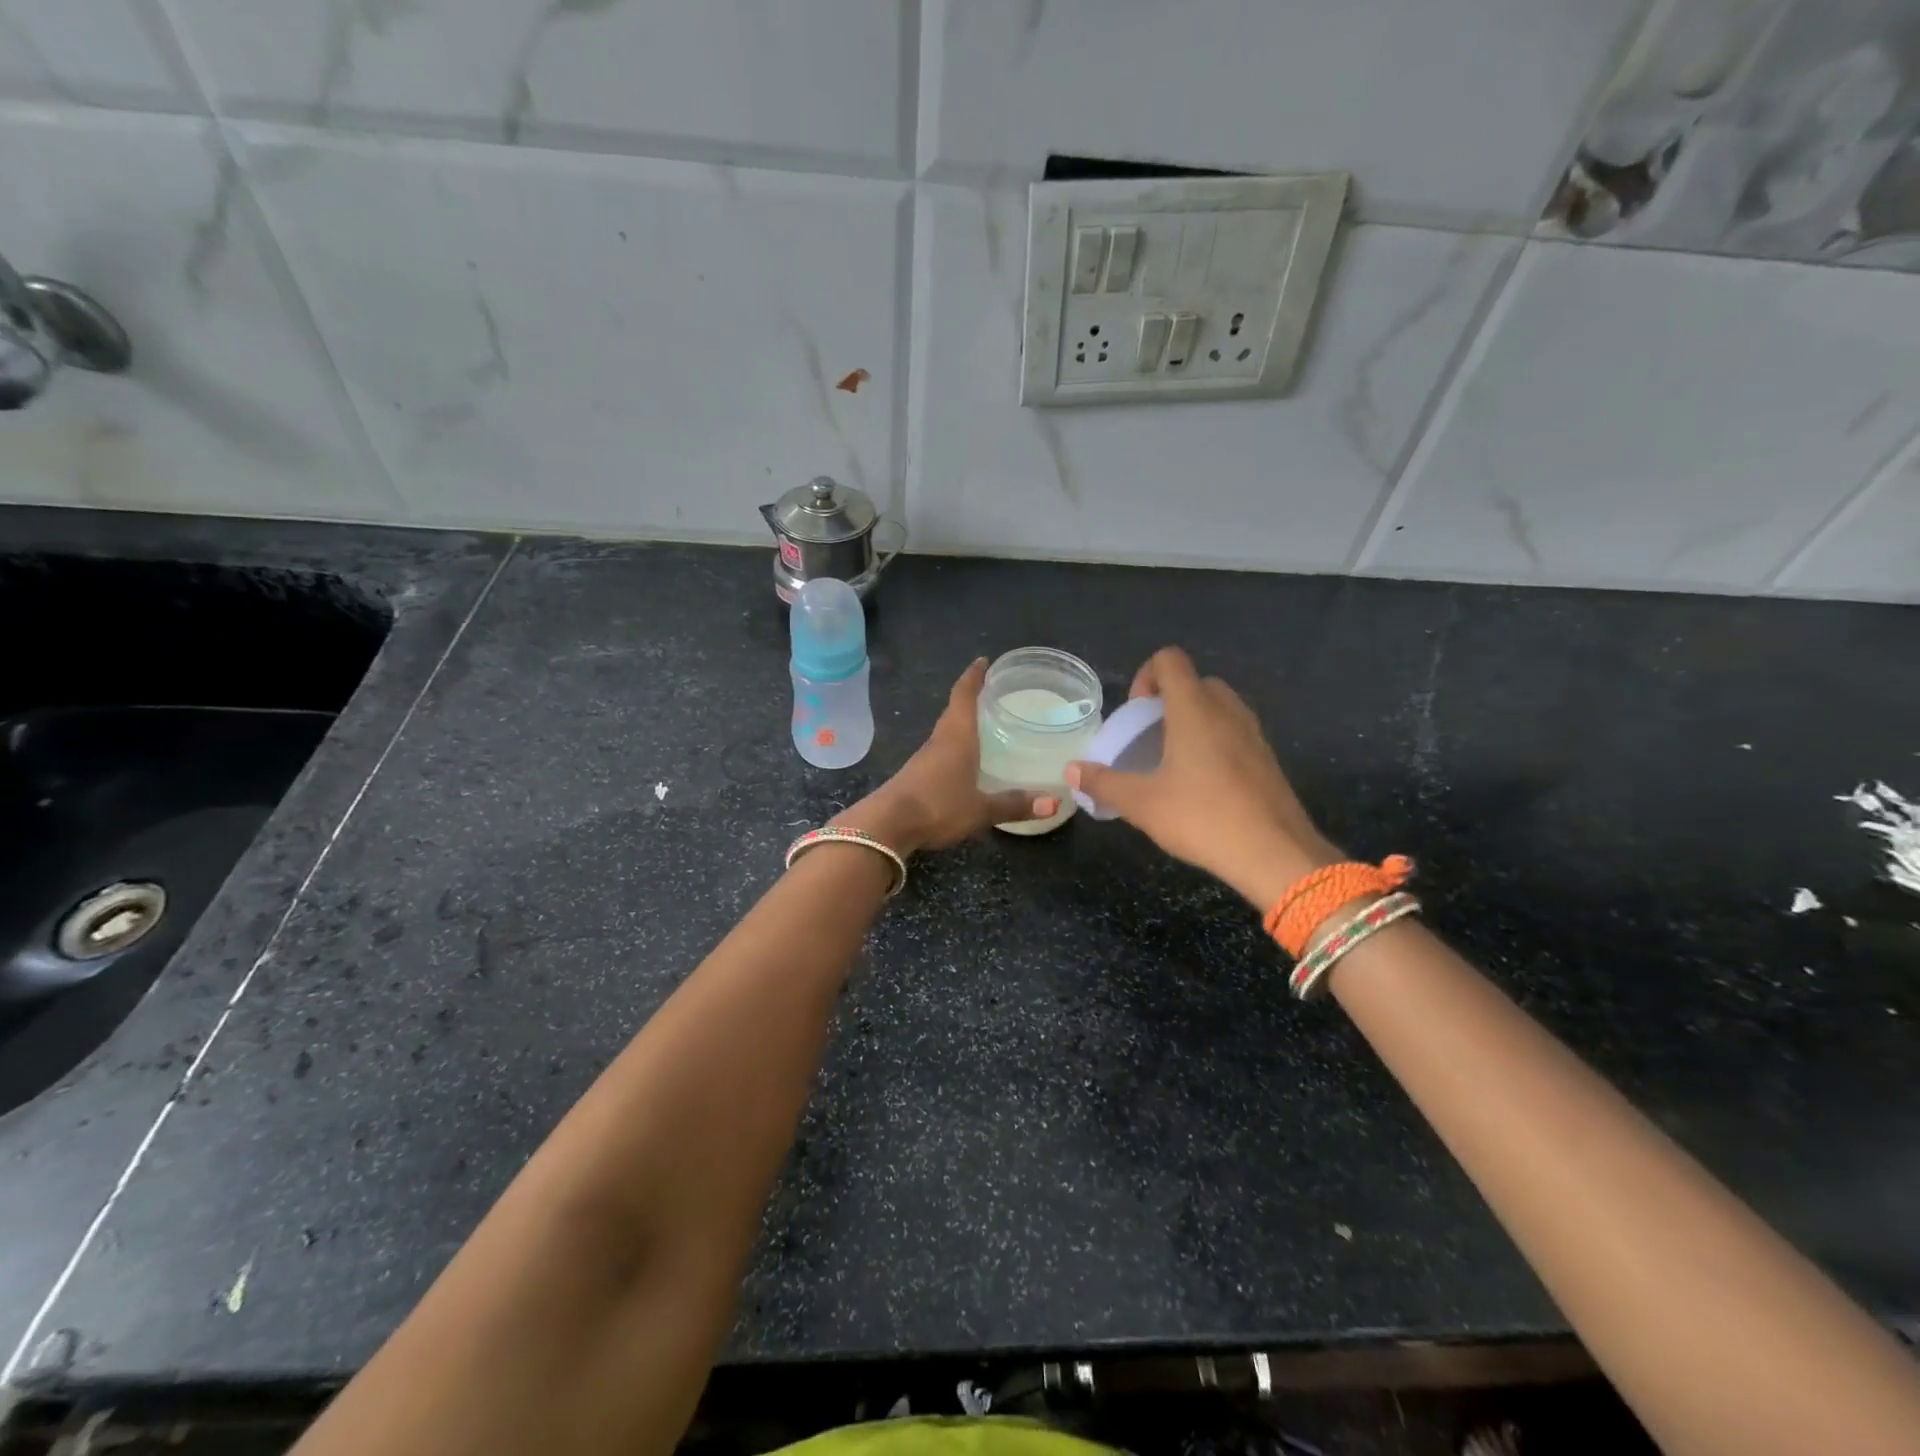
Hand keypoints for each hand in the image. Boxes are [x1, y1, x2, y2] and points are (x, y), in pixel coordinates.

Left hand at [837, 658, 1055, 853]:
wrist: (887, 826)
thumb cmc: (938, 806)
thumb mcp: (981, 809)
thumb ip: (1015, 804)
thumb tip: (1055, 802)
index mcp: (957, 737)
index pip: (964, 696)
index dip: (973, 676)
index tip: (982, 661)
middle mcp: (939, 741)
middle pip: (954, 711)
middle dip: (970, 697)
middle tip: (990, 691)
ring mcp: (924, 759)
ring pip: (946, 732)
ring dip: (961, 723)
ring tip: (981, 723)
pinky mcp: (916, 776)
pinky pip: (940, 751)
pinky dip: (954, 746)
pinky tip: (963, 760)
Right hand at [1066, 647, 1340, 908]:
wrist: (1275, 854)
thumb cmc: (1202, 818)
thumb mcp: (1142, 803)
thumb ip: (1103, 783)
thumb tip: (1071, 771)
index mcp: (1194, 709)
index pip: (1169, 660)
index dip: (1146, 676)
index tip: (1135, 713)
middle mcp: (1227, 710)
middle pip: (1195, 682)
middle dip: (1168, 700)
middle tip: (1149, 737)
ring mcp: (1253, 733)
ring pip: (1219, 707)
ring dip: (1192, 721)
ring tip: (1172, 761)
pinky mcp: (1267, 759)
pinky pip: (1235, 732)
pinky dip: (1214, 742)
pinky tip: (1201, 785)